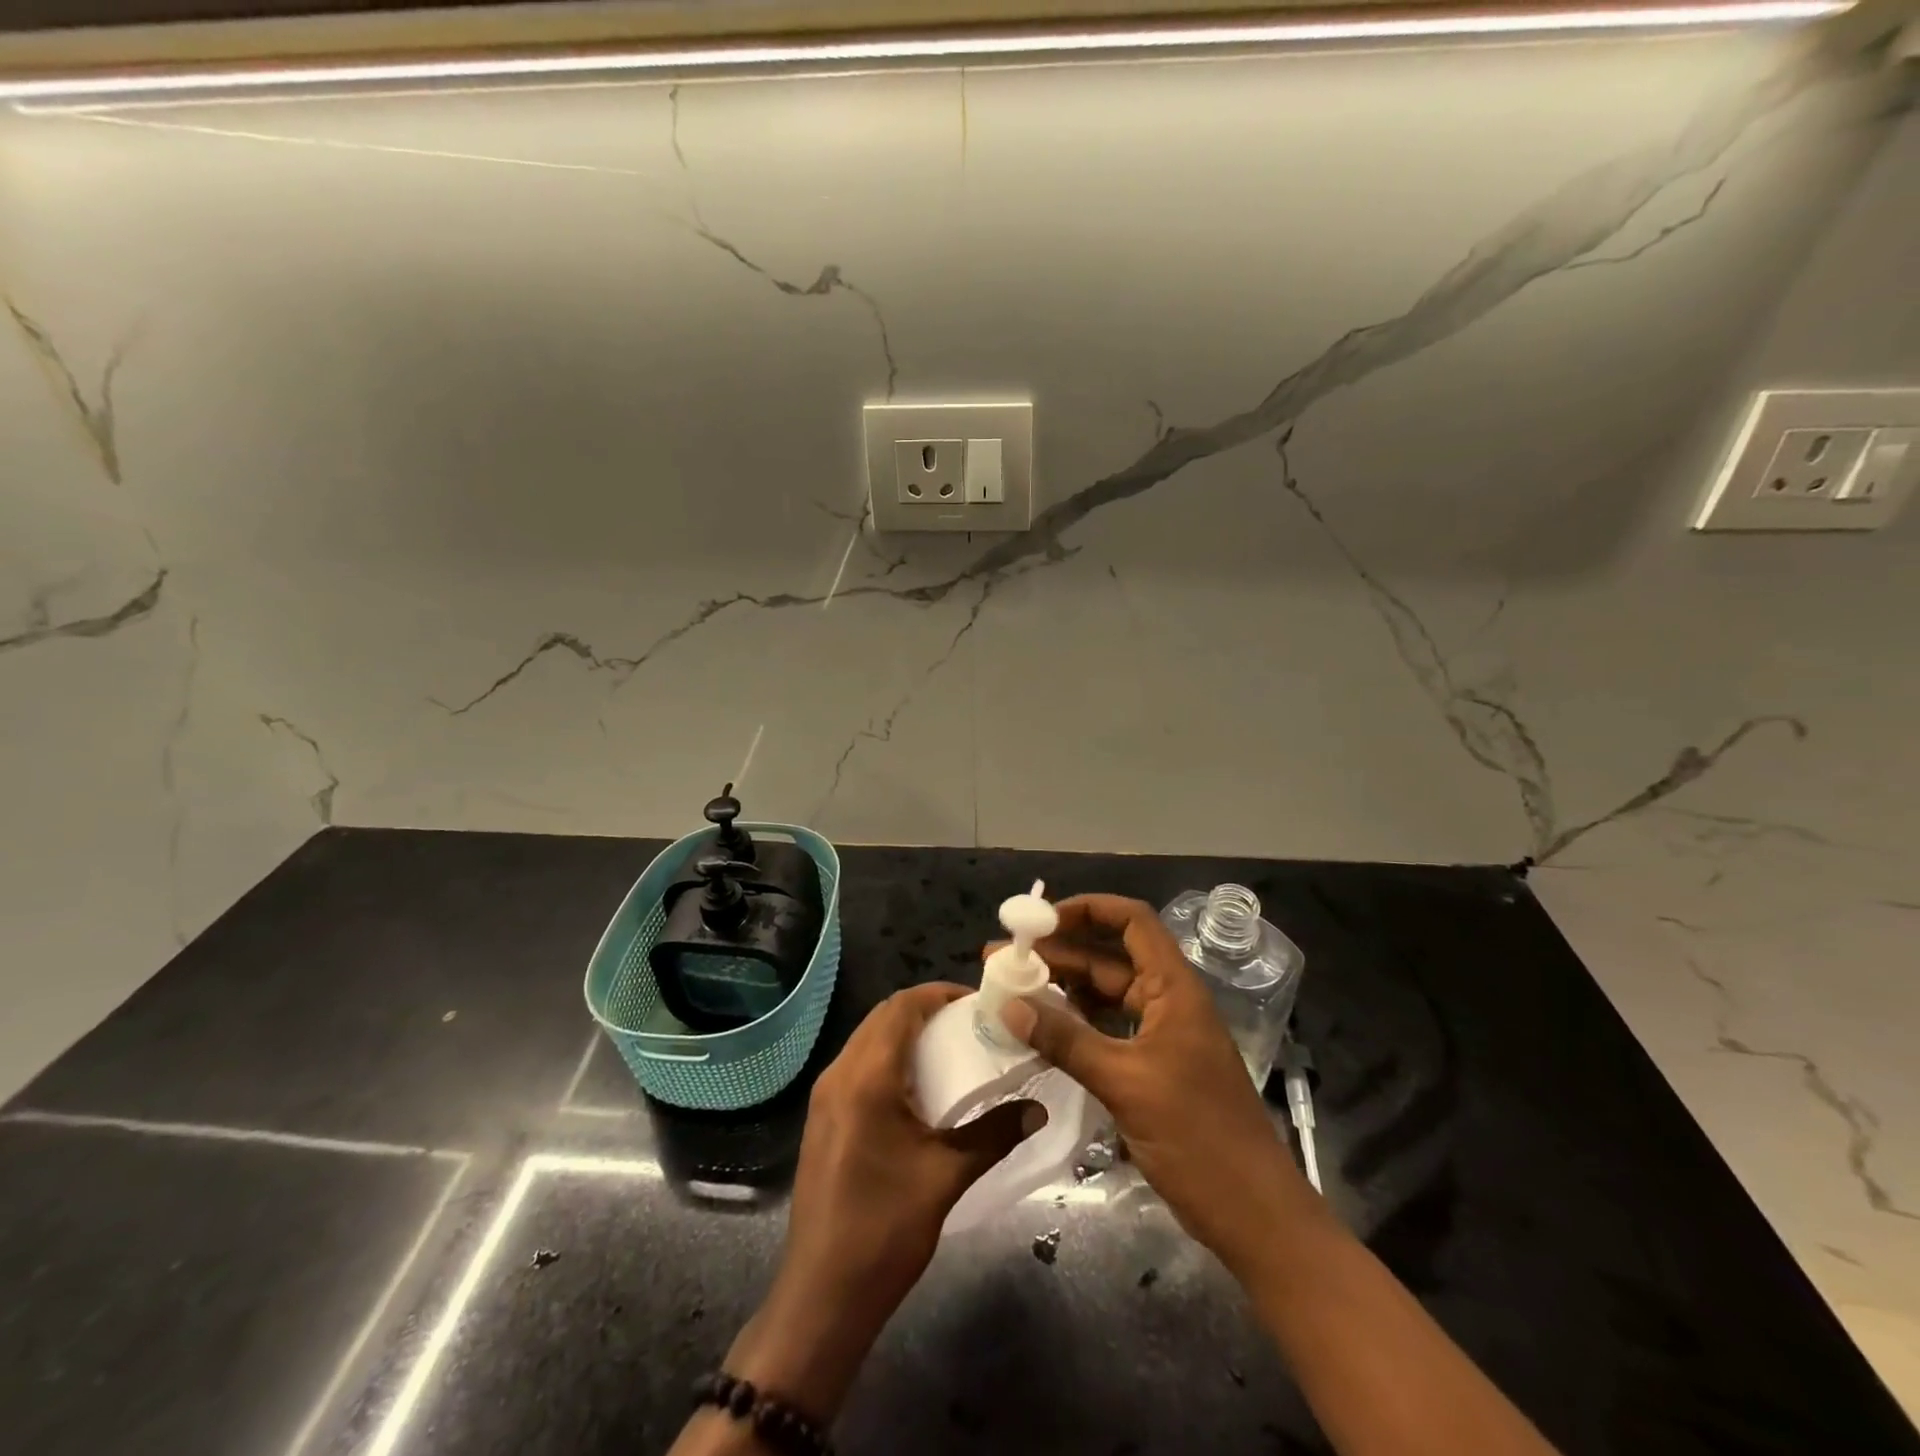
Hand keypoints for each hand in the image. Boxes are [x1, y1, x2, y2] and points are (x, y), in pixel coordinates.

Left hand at [725, 983, 1035, 1420]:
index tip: (976, 1001)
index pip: (901, 1007)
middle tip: (969, 1023)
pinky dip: (888, 1057)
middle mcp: (839, 1074)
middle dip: (925, 1010)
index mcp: (866, 1077)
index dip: (938, 994)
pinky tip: (917, 1086)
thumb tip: (1038, 1109)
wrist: (822, 1294)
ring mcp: (824, 1096)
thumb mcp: (947, 1177)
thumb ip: (994, 1134)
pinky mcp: (822, 1117)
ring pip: (868, 1039)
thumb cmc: (885, 1229)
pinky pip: (858, 1064)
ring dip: (905, 1033)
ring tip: (949, 1049)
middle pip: (882, 1017)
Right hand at [1000, 894, 1320, 1275]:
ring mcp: (1160, 1035)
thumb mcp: (1126, 1083)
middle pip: (1108, 957)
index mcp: (1174, 988)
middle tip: (1003, 957)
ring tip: (1010, 988)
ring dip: (1061, 988)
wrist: (1254, 1216)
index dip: (1086, 909)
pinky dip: (1073, 1024)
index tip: (1038, 920)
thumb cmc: (1199, 1138)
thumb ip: (1067, 1041)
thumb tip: (1010, 1004)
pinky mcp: (1151, 1068)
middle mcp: (1167, 1001)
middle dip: (1057, 952)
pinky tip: (1039, 1028)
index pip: (1131, 921)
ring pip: (1104, 995)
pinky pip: (1105, 1029)